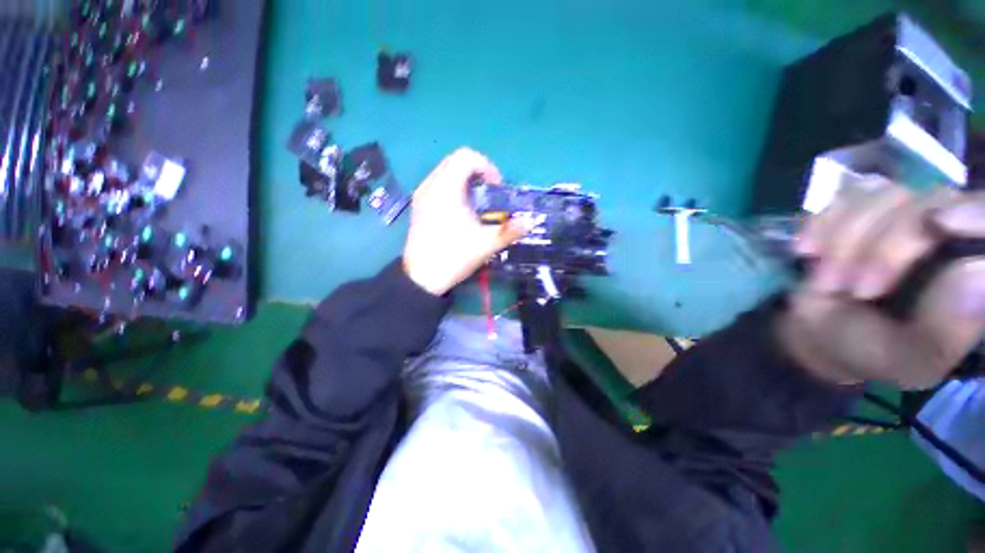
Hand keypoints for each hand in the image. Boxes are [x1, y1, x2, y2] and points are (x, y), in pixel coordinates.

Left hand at [403, 147, 526, 295]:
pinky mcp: (418, 206)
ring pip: (445, 172)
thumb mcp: (485, 244)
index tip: (496, 188)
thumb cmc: (453, 257)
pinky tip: (460, 211)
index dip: (487, 167)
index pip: (466, 157)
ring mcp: (421, 196)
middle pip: (455, 161)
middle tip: (489, 193)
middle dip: (477, 172)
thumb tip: (530, 222)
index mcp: (446, 189)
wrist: (421, 279)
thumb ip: (509, 231)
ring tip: (476, 202)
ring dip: (465, 179)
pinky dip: (453, 188)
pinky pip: (437, 184)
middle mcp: (430, 186)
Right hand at [779, 179, 984, 388]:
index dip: (973, 212)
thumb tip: (976, 276)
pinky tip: (807, 252)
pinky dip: (819, 225)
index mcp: (973, 267)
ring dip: (843, 242)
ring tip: (827, 282)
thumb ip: (944, 332)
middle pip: (931, 202)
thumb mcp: (908, 359)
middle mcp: (950, 230)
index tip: (939, 223)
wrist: (820, 331)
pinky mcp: (862, 207)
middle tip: (853, 290)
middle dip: (883, 248)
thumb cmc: (872, 349)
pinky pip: (842, 197)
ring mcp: (903, 212)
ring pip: (882, 196)